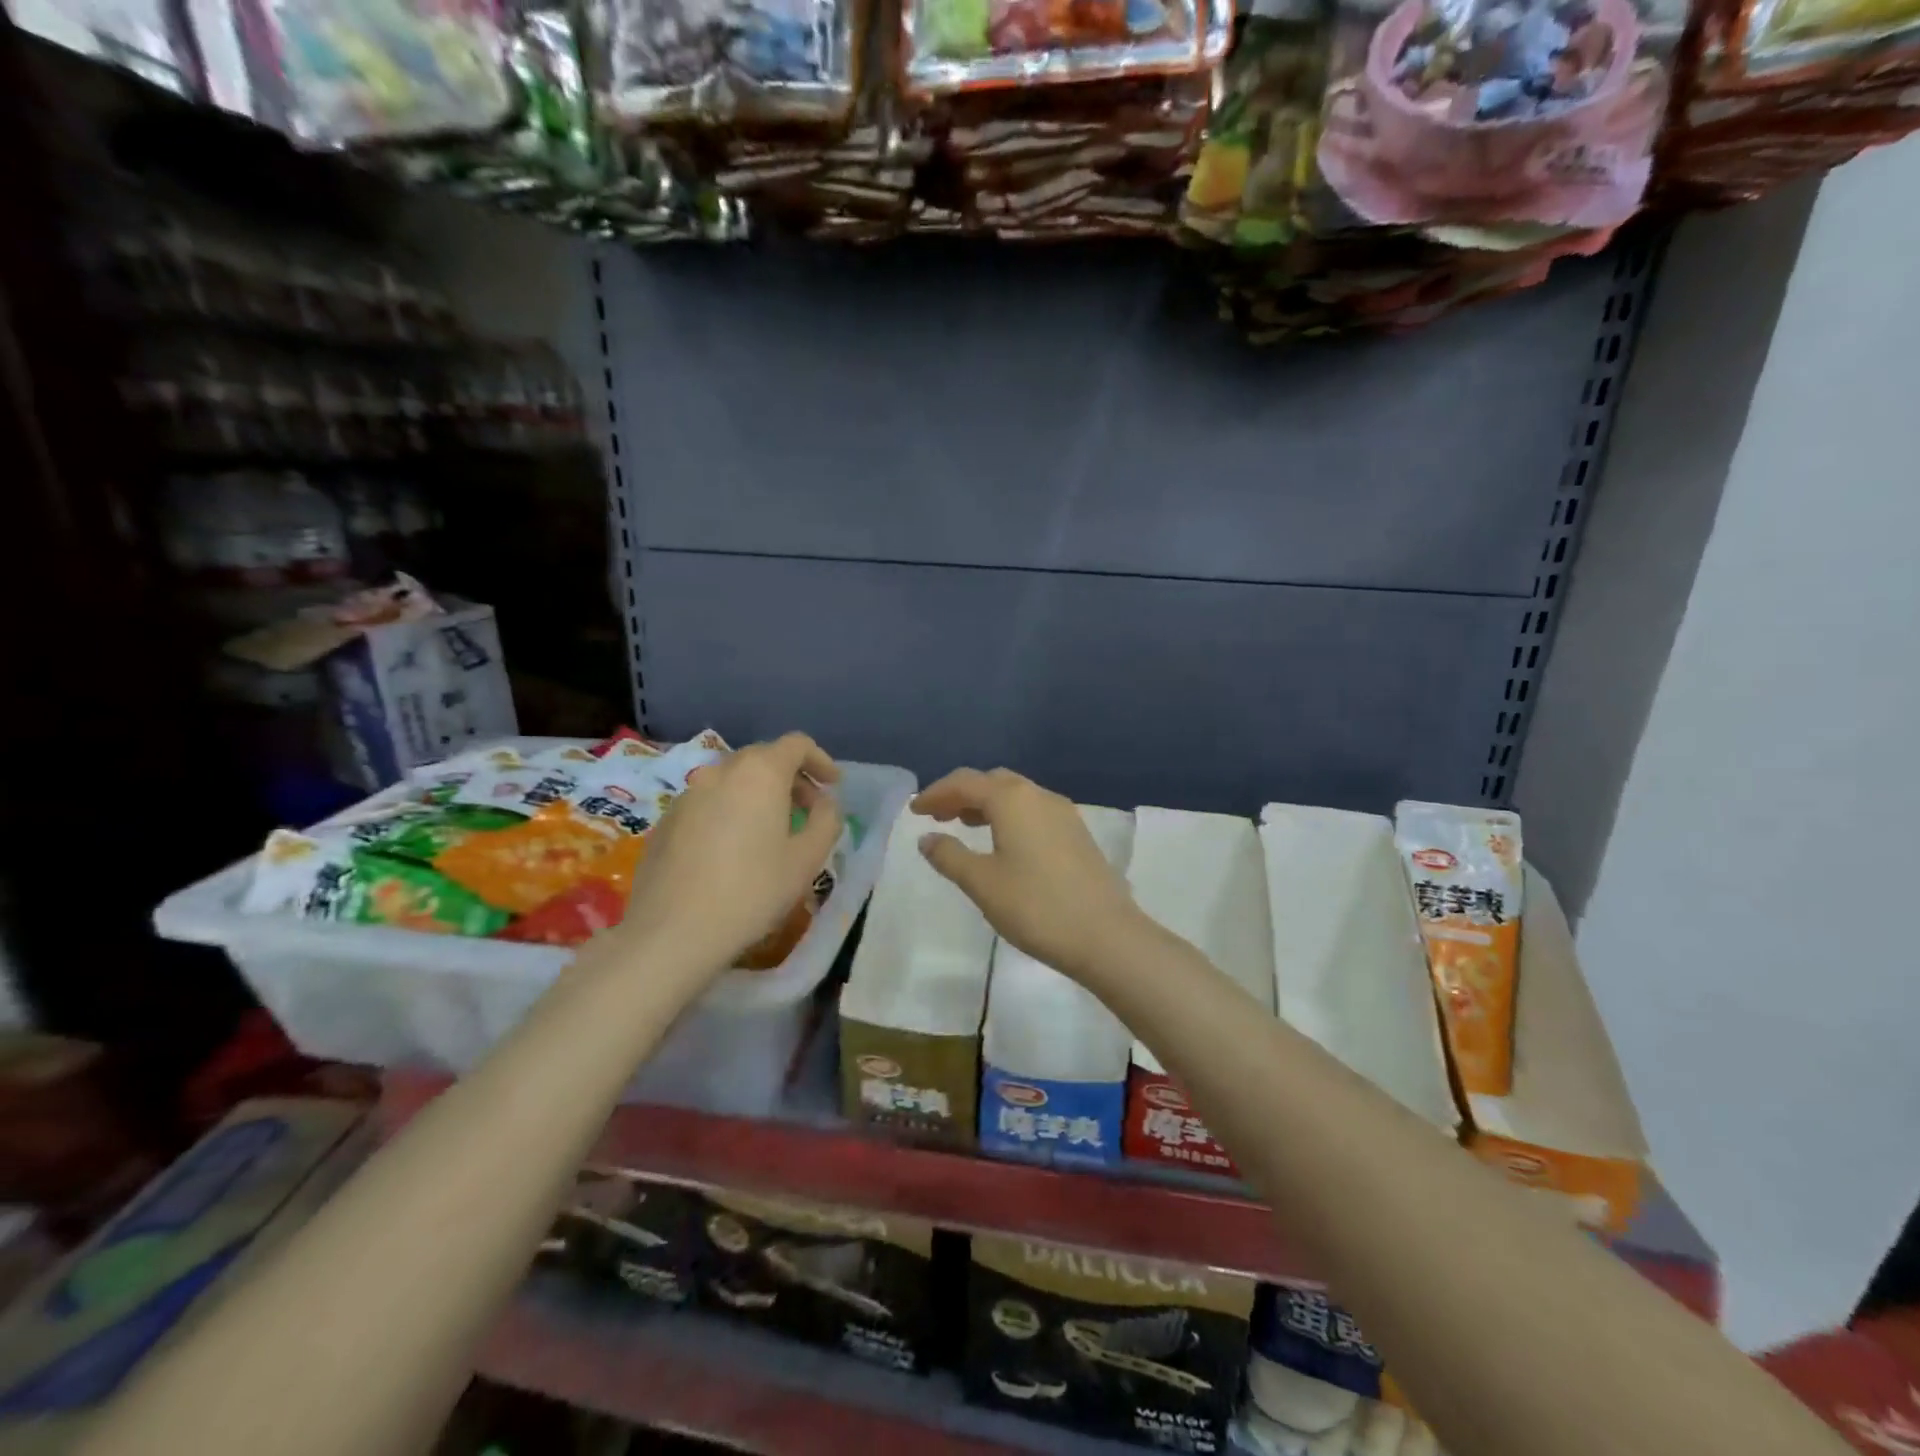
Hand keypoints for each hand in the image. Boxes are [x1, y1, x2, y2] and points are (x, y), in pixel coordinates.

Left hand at [622, 733, 842, 973]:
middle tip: (807, 811)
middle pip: (763, 758)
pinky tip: (733, 850)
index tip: (832, 786)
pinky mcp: (666, 819)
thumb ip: (826, 820)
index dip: (820, 760)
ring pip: (733, 780)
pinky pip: (708, 802)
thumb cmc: (752, 891)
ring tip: (771, 831)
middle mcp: (720, 771)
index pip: (797, 744)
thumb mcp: (807, 859)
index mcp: (760, 773)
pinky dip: (730, 811)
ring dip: (758, 795)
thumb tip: (824, 802)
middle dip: (791, 778)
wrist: (672, 932)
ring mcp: (687, 794)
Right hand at [913, 768, 1143, 981]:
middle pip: (992, 782)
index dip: (936, 793)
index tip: (914, 811)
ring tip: (963, 826)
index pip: (965, 782)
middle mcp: (1039, 795)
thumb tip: (927, 838)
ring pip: (1016, 795)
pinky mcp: (1077, 833)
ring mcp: (1063, 813)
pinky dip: (1008, 816)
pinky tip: (1002, 843)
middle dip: (961, 794)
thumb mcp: (982, 883)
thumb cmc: (1035, 906)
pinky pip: (1033, 811)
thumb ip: (949, 856)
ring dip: (985, 804)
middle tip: (937, 816)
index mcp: (1012, 800)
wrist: (1106, 935)